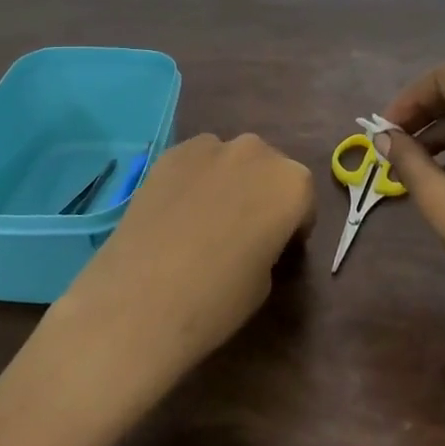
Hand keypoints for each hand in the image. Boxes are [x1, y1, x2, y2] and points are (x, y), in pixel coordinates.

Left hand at [49, 133, 315, 388]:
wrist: (141, 299)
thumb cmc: (217, 299)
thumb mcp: (266, 280)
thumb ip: (270, 243)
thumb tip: (254, 236)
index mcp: (293, 184)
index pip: (303, 201)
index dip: (292, 227)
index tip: (276, 250)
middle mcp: (257, 152)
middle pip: (269, 170)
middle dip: (262, 195)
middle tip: (242, 232)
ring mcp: (210, 146)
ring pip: (232, 161)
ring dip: (229, 182)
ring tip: (205, 220)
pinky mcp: (170, 153)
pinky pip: (196, 162)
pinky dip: (195, 180)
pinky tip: (176, 213)